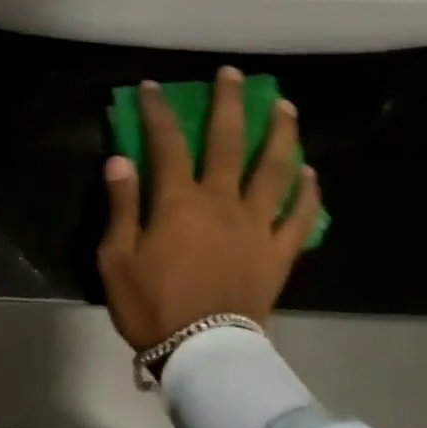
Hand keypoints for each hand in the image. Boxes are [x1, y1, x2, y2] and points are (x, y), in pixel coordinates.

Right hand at [98, 67, 321, 350]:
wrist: (203, 353)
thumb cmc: (152, 306)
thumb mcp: (117, 258)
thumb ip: (121, 206)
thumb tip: (120, 159)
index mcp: (180, 201)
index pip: (167, 142)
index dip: (158, 111)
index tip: (152, 87)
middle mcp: (223, 201)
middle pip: (230, 141)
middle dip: (230, 103)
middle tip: (233, 74)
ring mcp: (257, 225)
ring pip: (275, 170)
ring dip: (281, 134)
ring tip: (285, 107)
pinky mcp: (279, 253)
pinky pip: (298, 217)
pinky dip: (307, 193)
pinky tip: (310, 173)